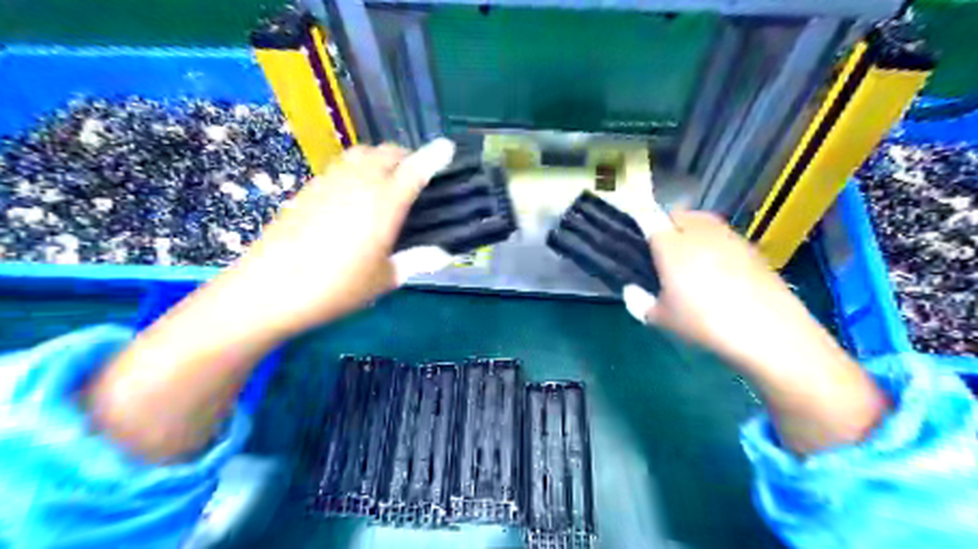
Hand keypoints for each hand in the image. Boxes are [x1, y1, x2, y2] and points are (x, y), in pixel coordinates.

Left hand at [86, 139, 453, 461]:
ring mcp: (329, 182)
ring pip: (361, 153)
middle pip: (388, 152)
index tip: (448, 147)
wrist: (268, 289)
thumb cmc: (335, 288)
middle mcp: (358, 183)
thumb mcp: (383, 280)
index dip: (435, 155)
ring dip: (380, 158)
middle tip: (416, 174)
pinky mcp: (308, 188)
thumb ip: (417, 261)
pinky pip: (340, 165)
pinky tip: (353, 192)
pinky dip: (356, 167)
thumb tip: (446, 255)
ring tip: (386, 180)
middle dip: (407, 156)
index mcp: (384, 204)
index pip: (416, 169)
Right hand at [627, 211, 823, 372]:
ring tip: (690, 258)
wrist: (767, 330)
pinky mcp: (751, 247)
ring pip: (703, 222)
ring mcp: (728, 237)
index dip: (640, 223)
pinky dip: (716, 244)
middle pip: (677, 215)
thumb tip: (633, 291)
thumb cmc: (703, 322)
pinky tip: (719, 270)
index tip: (637, 238)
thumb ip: (640, 302)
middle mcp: (698, 232)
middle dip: (667, 226)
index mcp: (670, 244)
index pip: (648, 218)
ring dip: (692, 231)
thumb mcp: (661, 319)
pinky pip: (724, 236)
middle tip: (662, 251)